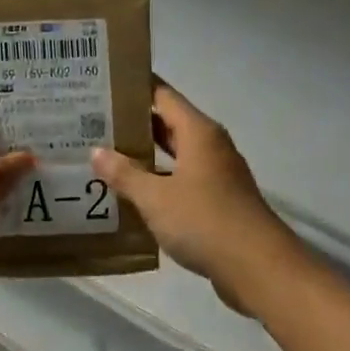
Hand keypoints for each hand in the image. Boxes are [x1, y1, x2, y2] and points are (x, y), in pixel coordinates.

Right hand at [91, 83, 301, 310]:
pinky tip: (130, 193)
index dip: (135, 87)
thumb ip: (125, 174)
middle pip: (168, 124)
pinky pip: (181, 181)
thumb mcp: (155, 198)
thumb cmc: (204, 221)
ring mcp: (216, 174)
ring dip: (144, 156)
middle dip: (133, 123)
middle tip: (92, 121)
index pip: (163, 95)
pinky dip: (158, 182)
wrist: (256, 267)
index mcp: (199, 133)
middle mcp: (210, 146)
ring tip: (104, 155)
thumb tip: (97, 151)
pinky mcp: (217, 201)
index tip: (104, 83)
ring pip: (174, 155)